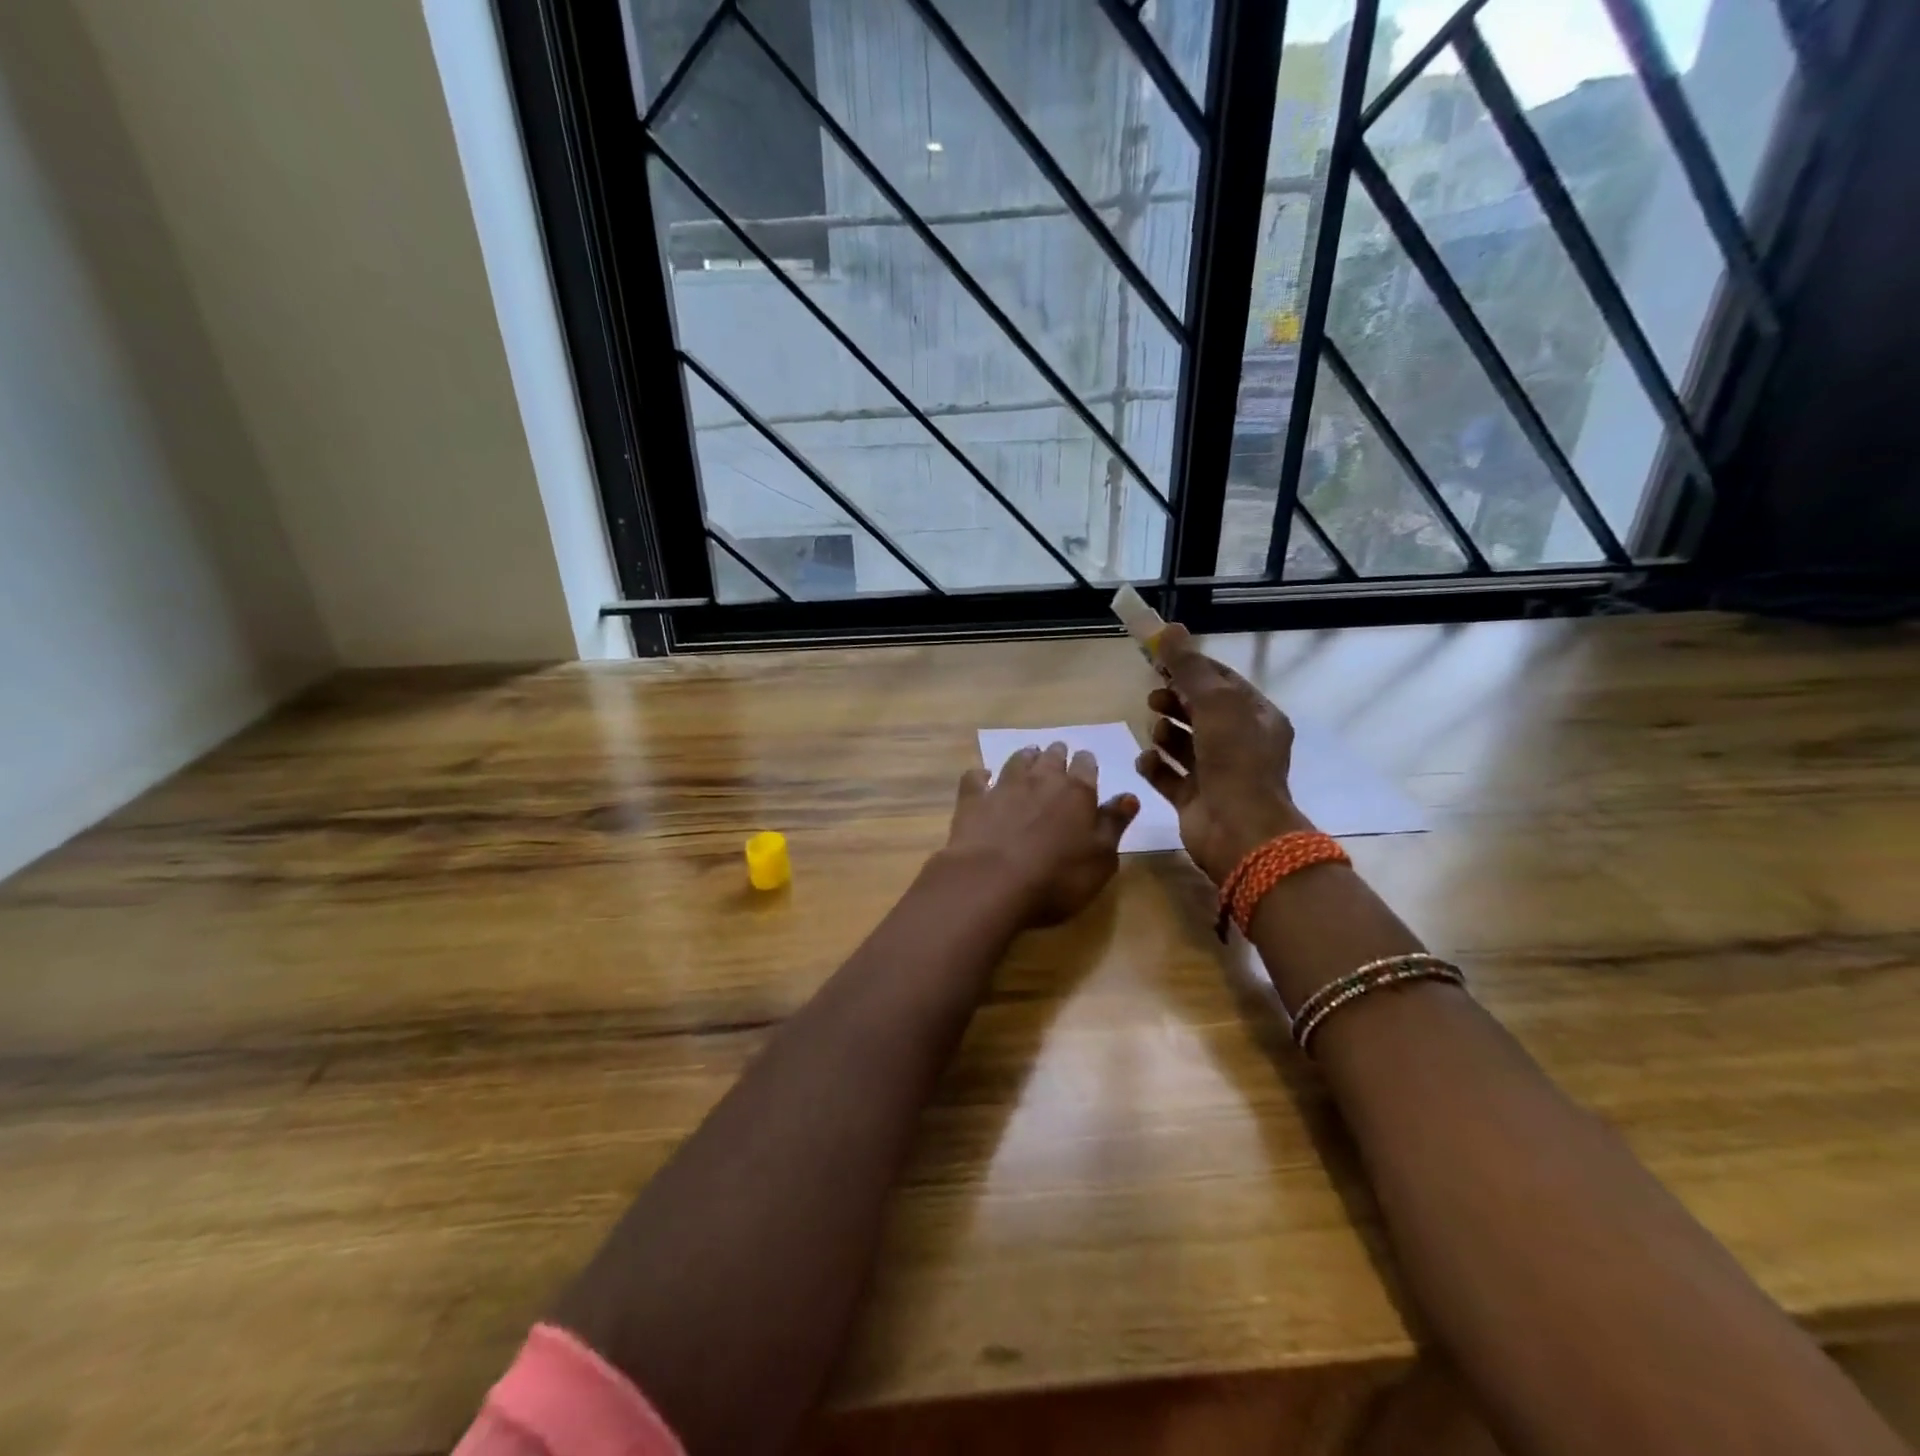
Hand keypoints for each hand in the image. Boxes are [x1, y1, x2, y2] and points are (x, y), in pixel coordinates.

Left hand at [939, 742, 1139, 926]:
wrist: (991, 883)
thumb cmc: (1057, 878)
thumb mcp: (1101, 859)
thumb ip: (1114, 824)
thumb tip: (1129, 796)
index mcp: (1077, 793)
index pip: (1086, 766)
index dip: (1086, 764)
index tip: (1086, 764)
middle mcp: (1041, 780)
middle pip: (1051, 757)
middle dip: (1056, 755)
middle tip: (1057, 756)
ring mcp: (1004, 787)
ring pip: (1018, 760)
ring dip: (1025, 757)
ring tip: (1029, 757)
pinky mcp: (973, 800)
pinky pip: (976, 778)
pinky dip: (981, 776)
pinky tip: (982, 778)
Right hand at [1135, 625, 1311, 884]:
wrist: (1239, 831)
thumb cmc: (1235, 760)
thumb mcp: (1216, 703)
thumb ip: (1190, 667)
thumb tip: (1170, 628)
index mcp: (1255, 718)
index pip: (1221, 683)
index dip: (1191, 668)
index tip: (1159, 659)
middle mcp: (1239, 744)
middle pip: (1199, 712)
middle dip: (1175, 702)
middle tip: (1154, 698)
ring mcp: (1216, 773)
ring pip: (1183, 744)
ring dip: (1165, 734)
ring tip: (1155, 732)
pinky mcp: (1194, 798)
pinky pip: (1168, 775)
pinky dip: (1155, 766)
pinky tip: (1145, 760)